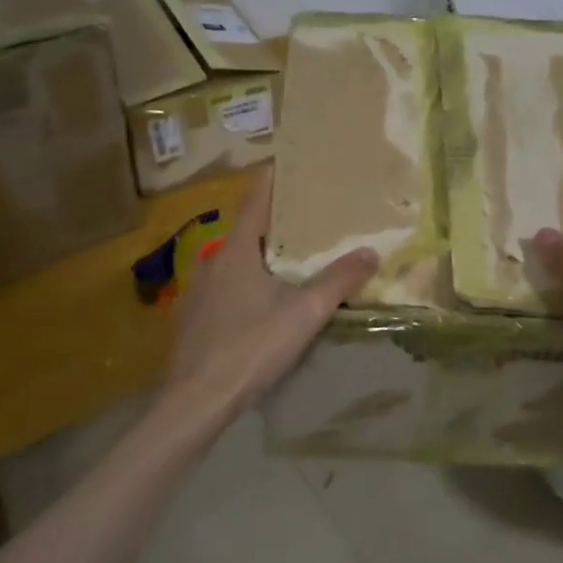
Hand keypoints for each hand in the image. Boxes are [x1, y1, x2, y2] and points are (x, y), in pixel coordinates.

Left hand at [163, 165, 377, 423]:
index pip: (256, 201)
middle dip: (275, 220)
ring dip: (260, 253)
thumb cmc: (250, 348)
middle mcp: (212, 261)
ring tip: (290, 258)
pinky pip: (224, 285)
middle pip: (247, 230)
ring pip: (234, 260)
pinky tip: (261, 301)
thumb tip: (371, 252)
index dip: (272, 179)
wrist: (195, 401)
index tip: (289, 161)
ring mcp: (197, 290)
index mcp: (236, 251)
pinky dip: (246, 280)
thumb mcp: (303, 314)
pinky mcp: (192, 317)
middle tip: (306, 215)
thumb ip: (338, 281)